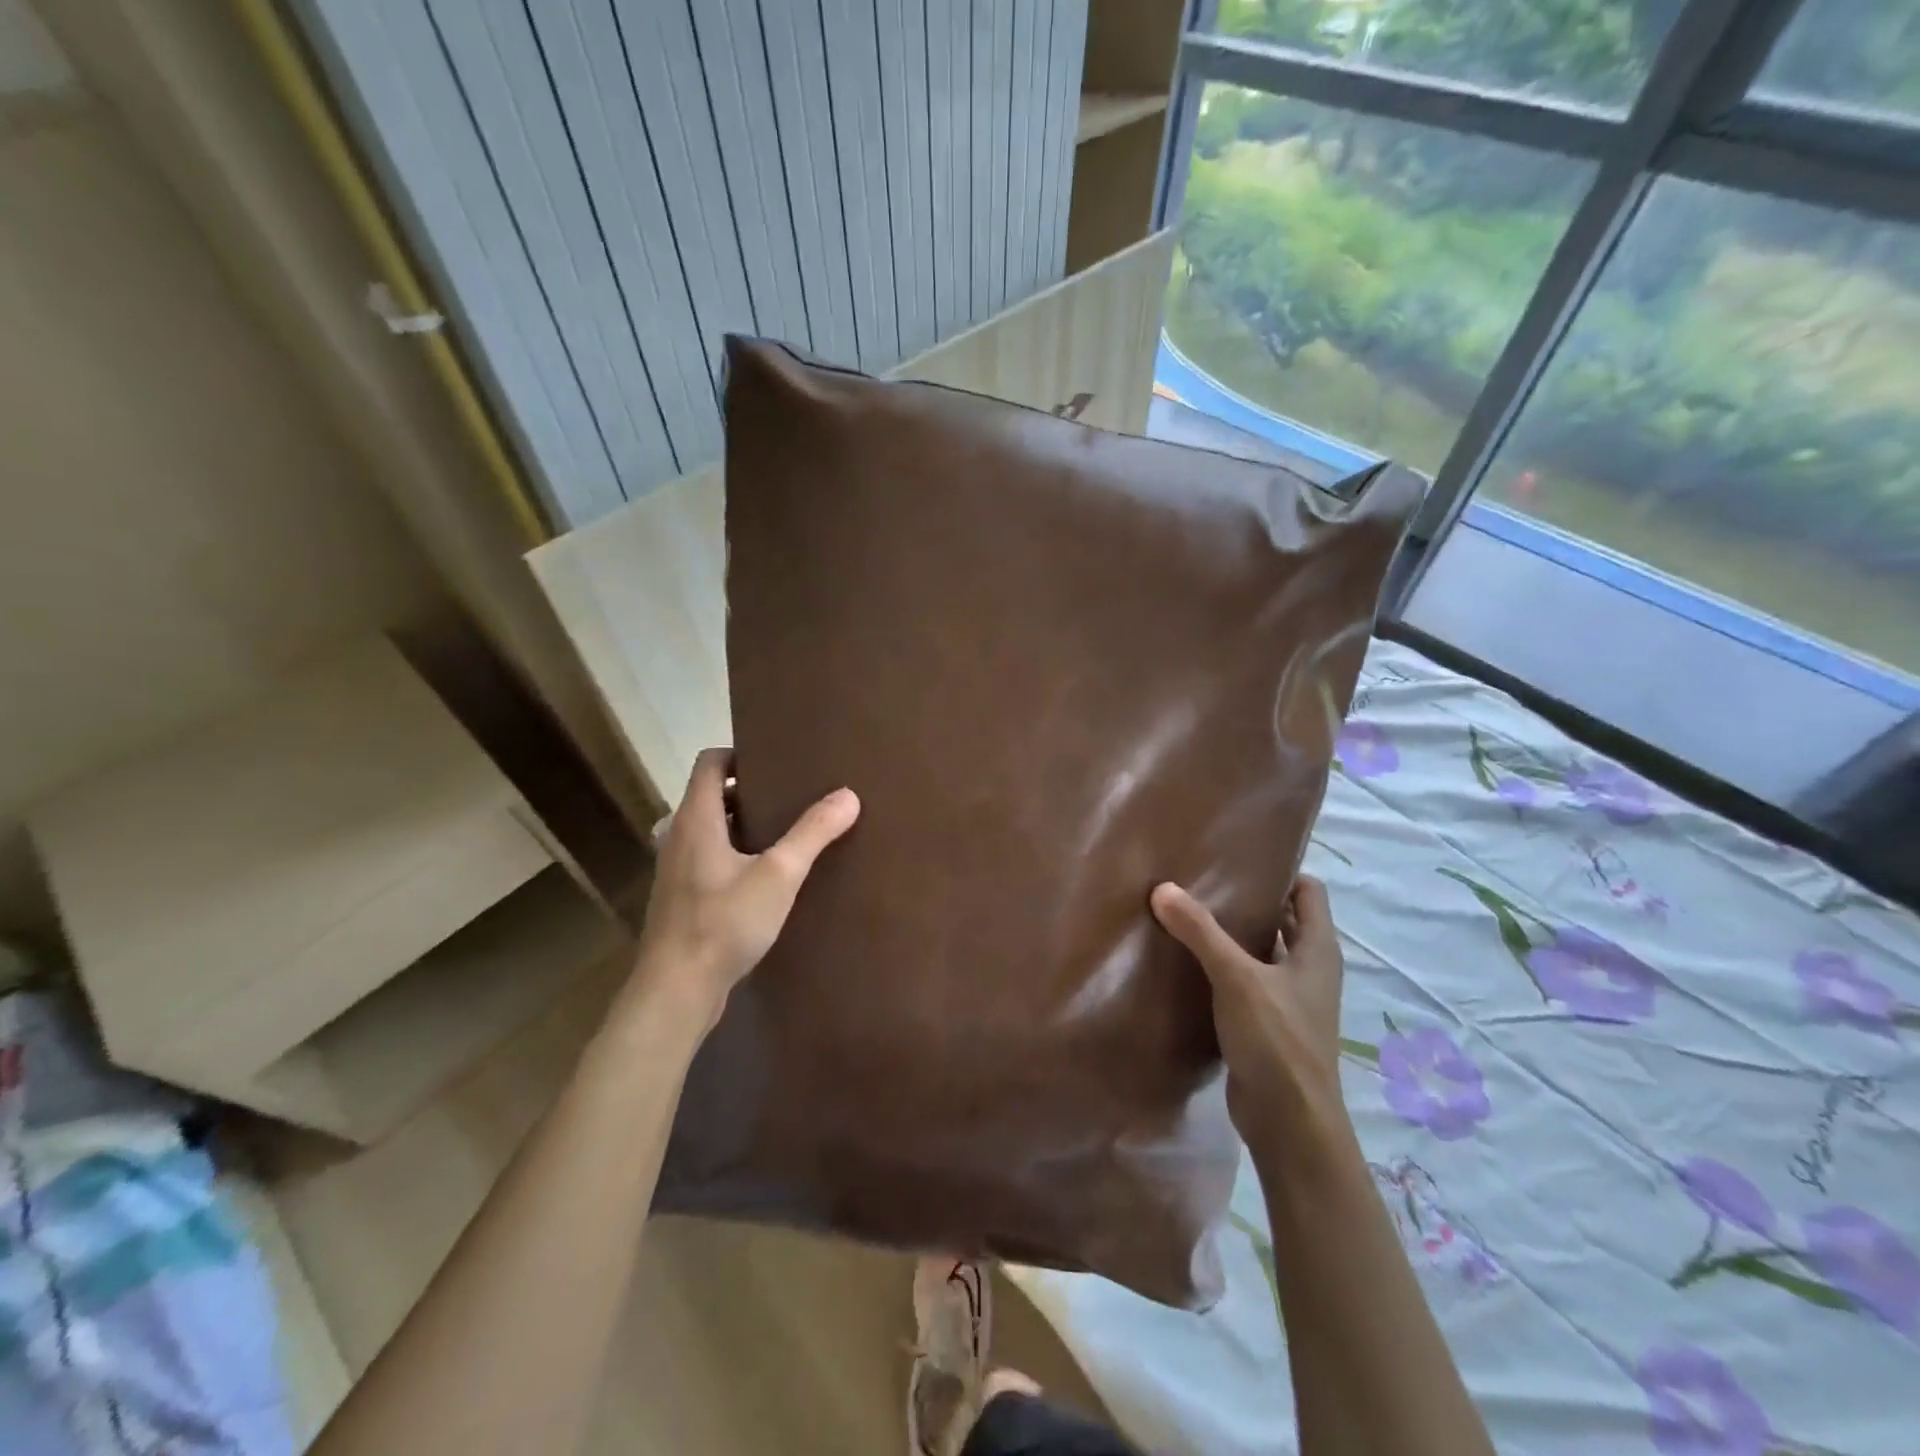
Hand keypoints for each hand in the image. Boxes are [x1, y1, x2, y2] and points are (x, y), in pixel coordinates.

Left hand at [631, 748, 859, 1024]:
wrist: (676, 990)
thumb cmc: (724, 923)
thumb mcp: (779, 875)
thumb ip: (813, 832)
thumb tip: (848, 795)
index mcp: (696, 819)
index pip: (709, 762)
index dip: (740, 754)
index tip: (777, 762)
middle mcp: (678, 836)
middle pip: (710, 795)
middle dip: (748, 790)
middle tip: (790, 796)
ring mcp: (675, 870)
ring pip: (709, 830)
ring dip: (741, 825)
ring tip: (782, 834)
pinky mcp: (680, 899)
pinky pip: (708, 859)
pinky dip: (733, 854)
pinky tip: (764, 878)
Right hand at [1150, 876, 1345, 1132]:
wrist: (1289, 1123)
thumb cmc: (1277, 1040)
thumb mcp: (1237, 978)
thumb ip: (1201, 932)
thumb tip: (1163, 888)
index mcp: (1317, 950)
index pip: (1308, 892)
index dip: (1281, 870)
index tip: (1239, 856)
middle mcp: (1308, 969)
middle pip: (1283, 920)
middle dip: (1248, 899)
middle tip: (1202, 878)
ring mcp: (1288, 999)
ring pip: (1261, 952)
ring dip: (1232, 935)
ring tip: (1186, 911)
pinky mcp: (1267, 1024)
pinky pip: (1244, 982)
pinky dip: (1222, 968)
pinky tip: (1187, 960)